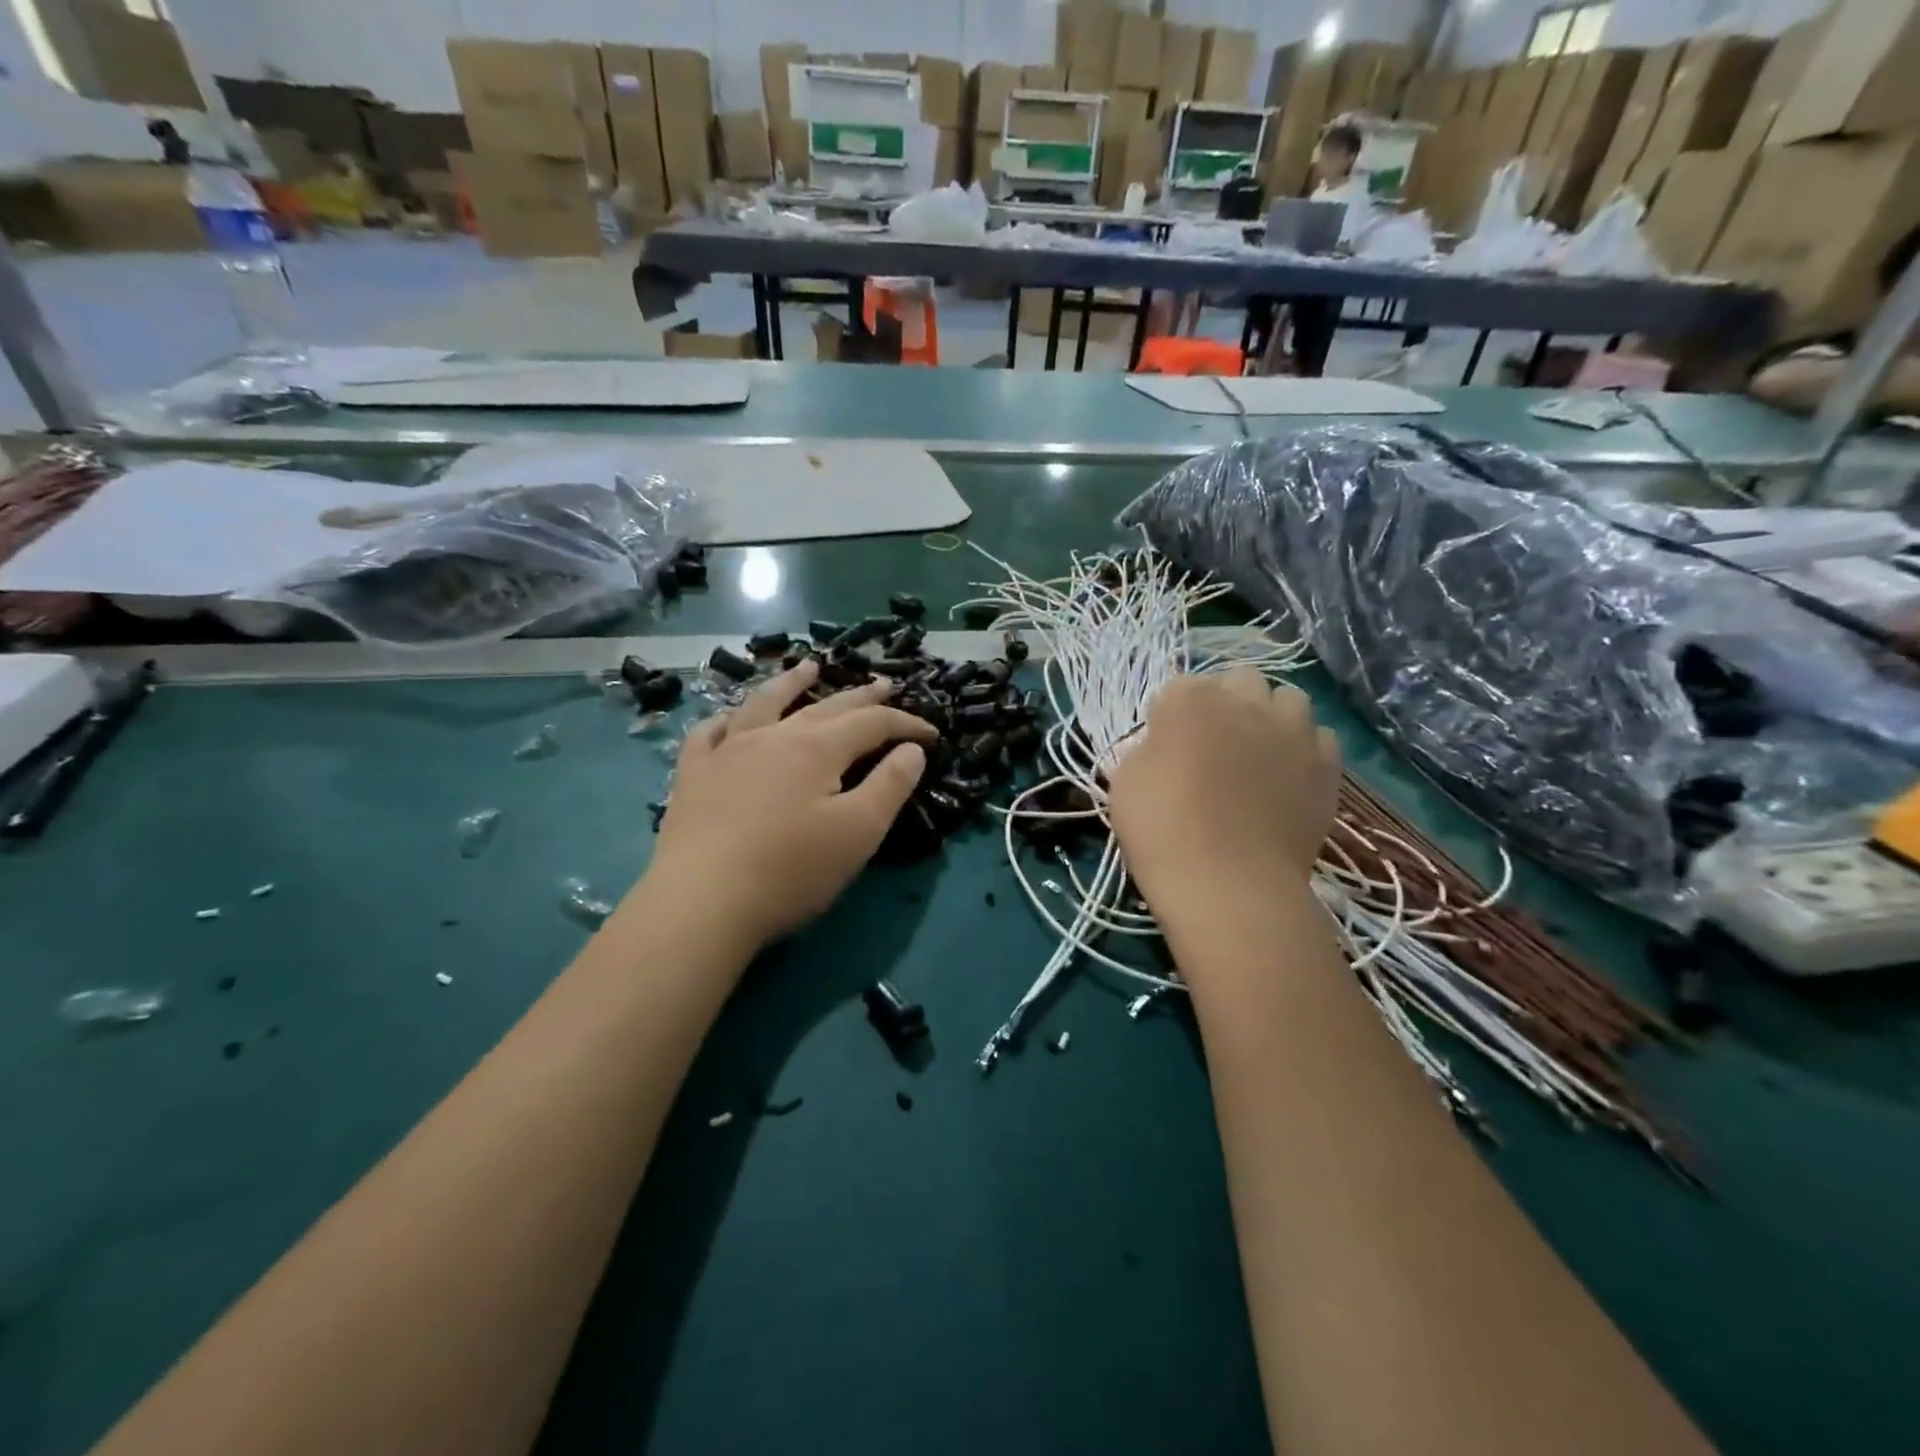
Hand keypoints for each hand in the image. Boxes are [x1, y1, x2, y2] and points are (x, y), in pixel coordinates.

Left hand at [645, 660, 935, 949]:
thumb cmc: (790, 870)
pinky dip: (726, 719)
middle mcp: (773, 736)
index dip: (906, 724)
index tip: (932, 735)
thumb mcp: (858, 833)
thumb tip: (912, 749)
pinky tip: (730, 719)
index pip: (872, 723)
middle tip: (885, 685)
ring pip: (764, 703)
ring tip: (808, 667)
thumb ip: (890, 785)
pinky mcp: (693, 775)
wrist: (701, 902)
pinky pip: (709, 733)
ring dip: (791, 683)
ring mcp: (727, 751)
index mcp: (817, 748)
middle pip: (826, 706)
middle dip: (862, 696)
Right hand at [1110, 671, 1339, 913]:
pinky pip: (1319, 737)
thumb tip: (1166, 746)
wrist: (1230, 885)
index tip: (1164, 747)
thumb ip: (1147, 749)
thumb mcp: (1124, 783)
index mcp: (1189, 699)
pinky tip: (1288, 776)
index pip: (1177, 688)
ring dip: (1270, 715)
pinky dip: (1302, 748)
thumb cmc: (1162, 831)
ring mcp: (1292, 730)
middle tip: (1212, 743)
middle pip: (1238, 680)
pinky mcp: (1326, 763)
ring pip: (1287, 698)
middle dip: (1225, 702)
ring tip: (1257, 752)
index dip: (1169, 717)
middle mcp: (1245, 701)